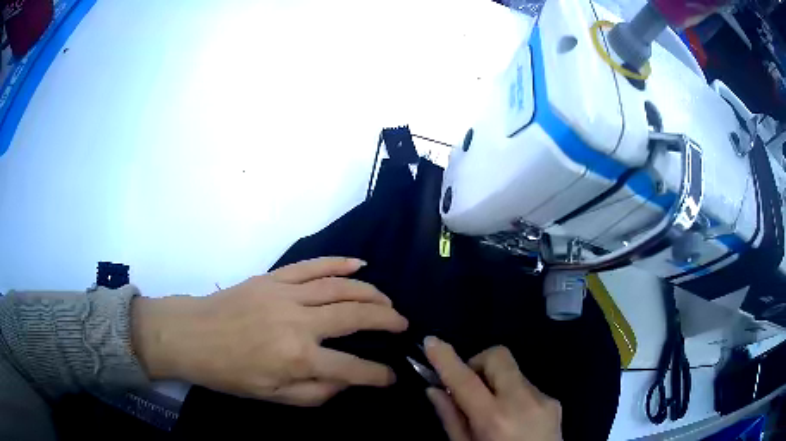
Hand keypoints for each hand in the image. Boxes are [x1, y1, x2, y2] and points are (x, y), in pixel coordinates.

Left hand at [132, 257, 408, 405]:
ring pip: (339, 287)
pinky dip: (339, 264)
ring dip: (370, 292)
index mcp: (297, 358)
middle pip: (354, 316)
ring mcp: (286, 294)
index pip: (352, 368)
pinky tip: (359, 264)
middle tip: (403, 324)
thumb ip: (315, 392)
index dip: (378, 374)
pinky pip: (313, 266)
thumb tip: (347, 381)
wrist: (191, 335)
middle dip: (386, 320)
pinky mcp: (274, 278)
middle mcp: (298, 322)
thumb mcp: (272, 396)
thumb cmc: (229, 372)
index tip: (392, 375)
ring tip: (388, 300)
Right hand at [424, 337, 561, 440]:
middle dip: (478, 362)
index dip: (446, 358)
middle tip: (468, 386)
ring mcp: (543, 399)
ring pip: (513, 372)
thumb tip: (434, 389)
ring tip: (492, 409)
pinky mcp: (555, 401)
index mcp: (494, 419)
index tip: (431, 342)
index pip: (465, 380)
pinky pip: (527, 386)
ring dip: (496, 383)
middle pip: (498, 356)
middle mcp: (522, 402)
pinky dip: (513, 394)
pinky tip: (512, 417)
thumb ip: (451, 418)